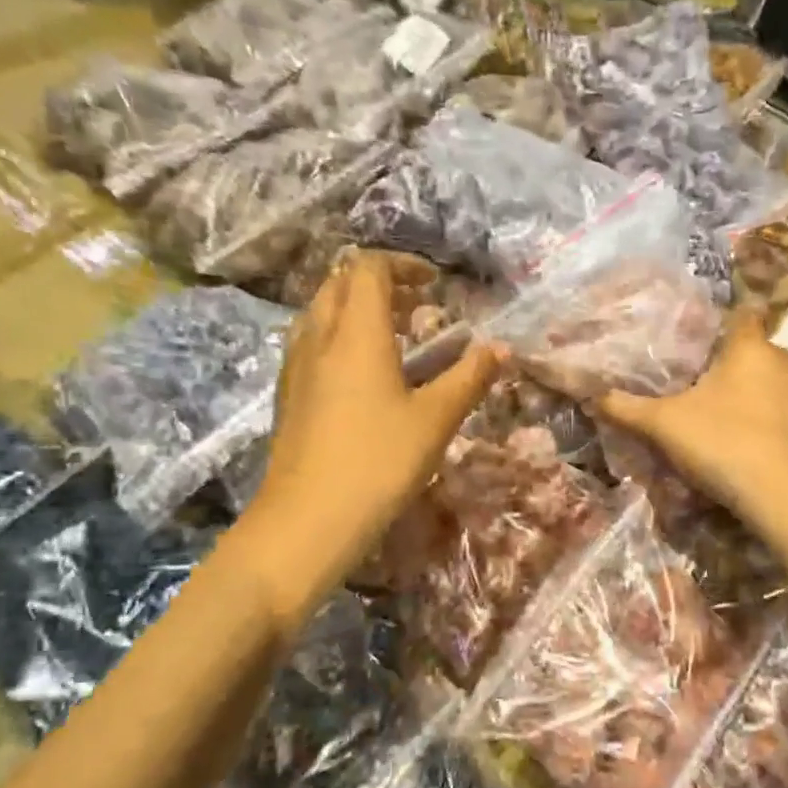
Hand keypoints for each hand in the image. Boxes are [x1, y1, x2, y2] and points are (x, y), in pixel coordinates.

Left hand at [250, 251, 500, 607]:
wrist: (307, 522)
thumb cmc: (379, 463)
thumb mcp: (436, 420)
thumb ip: (470, 378)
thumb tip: (500, 348)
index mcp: (356, 333)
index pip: (369, 268)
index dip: (403, 265)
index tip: (435, 284)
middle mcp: (318, 338)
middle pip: (339, 283)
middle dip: (378, 283)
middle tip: (416, 306)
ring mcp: (296, 368)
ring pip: (320, 314)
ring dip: (354, 310)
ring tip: (392, 337)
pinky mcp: (288, 397)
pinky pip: (311, 345)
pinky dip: (338, 339)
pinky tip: (362, 378)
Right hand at [595, 309, 787, 529]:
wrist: (781, 496)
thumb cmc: (721, 444)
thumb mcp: (663, 426)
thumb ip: (626, 408)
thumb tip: (591, 395)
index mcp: (749, 349)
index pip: (742, 315)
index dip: (724, 324)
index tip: (706, 343)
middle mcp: (787, 361)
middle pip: (759, 353)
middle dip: (738, 368)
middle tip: (709, 394)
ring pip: (781, 385)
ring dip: (763, 397)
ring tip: (737, 425)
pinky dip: (783, 426)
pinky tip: (766, 450)